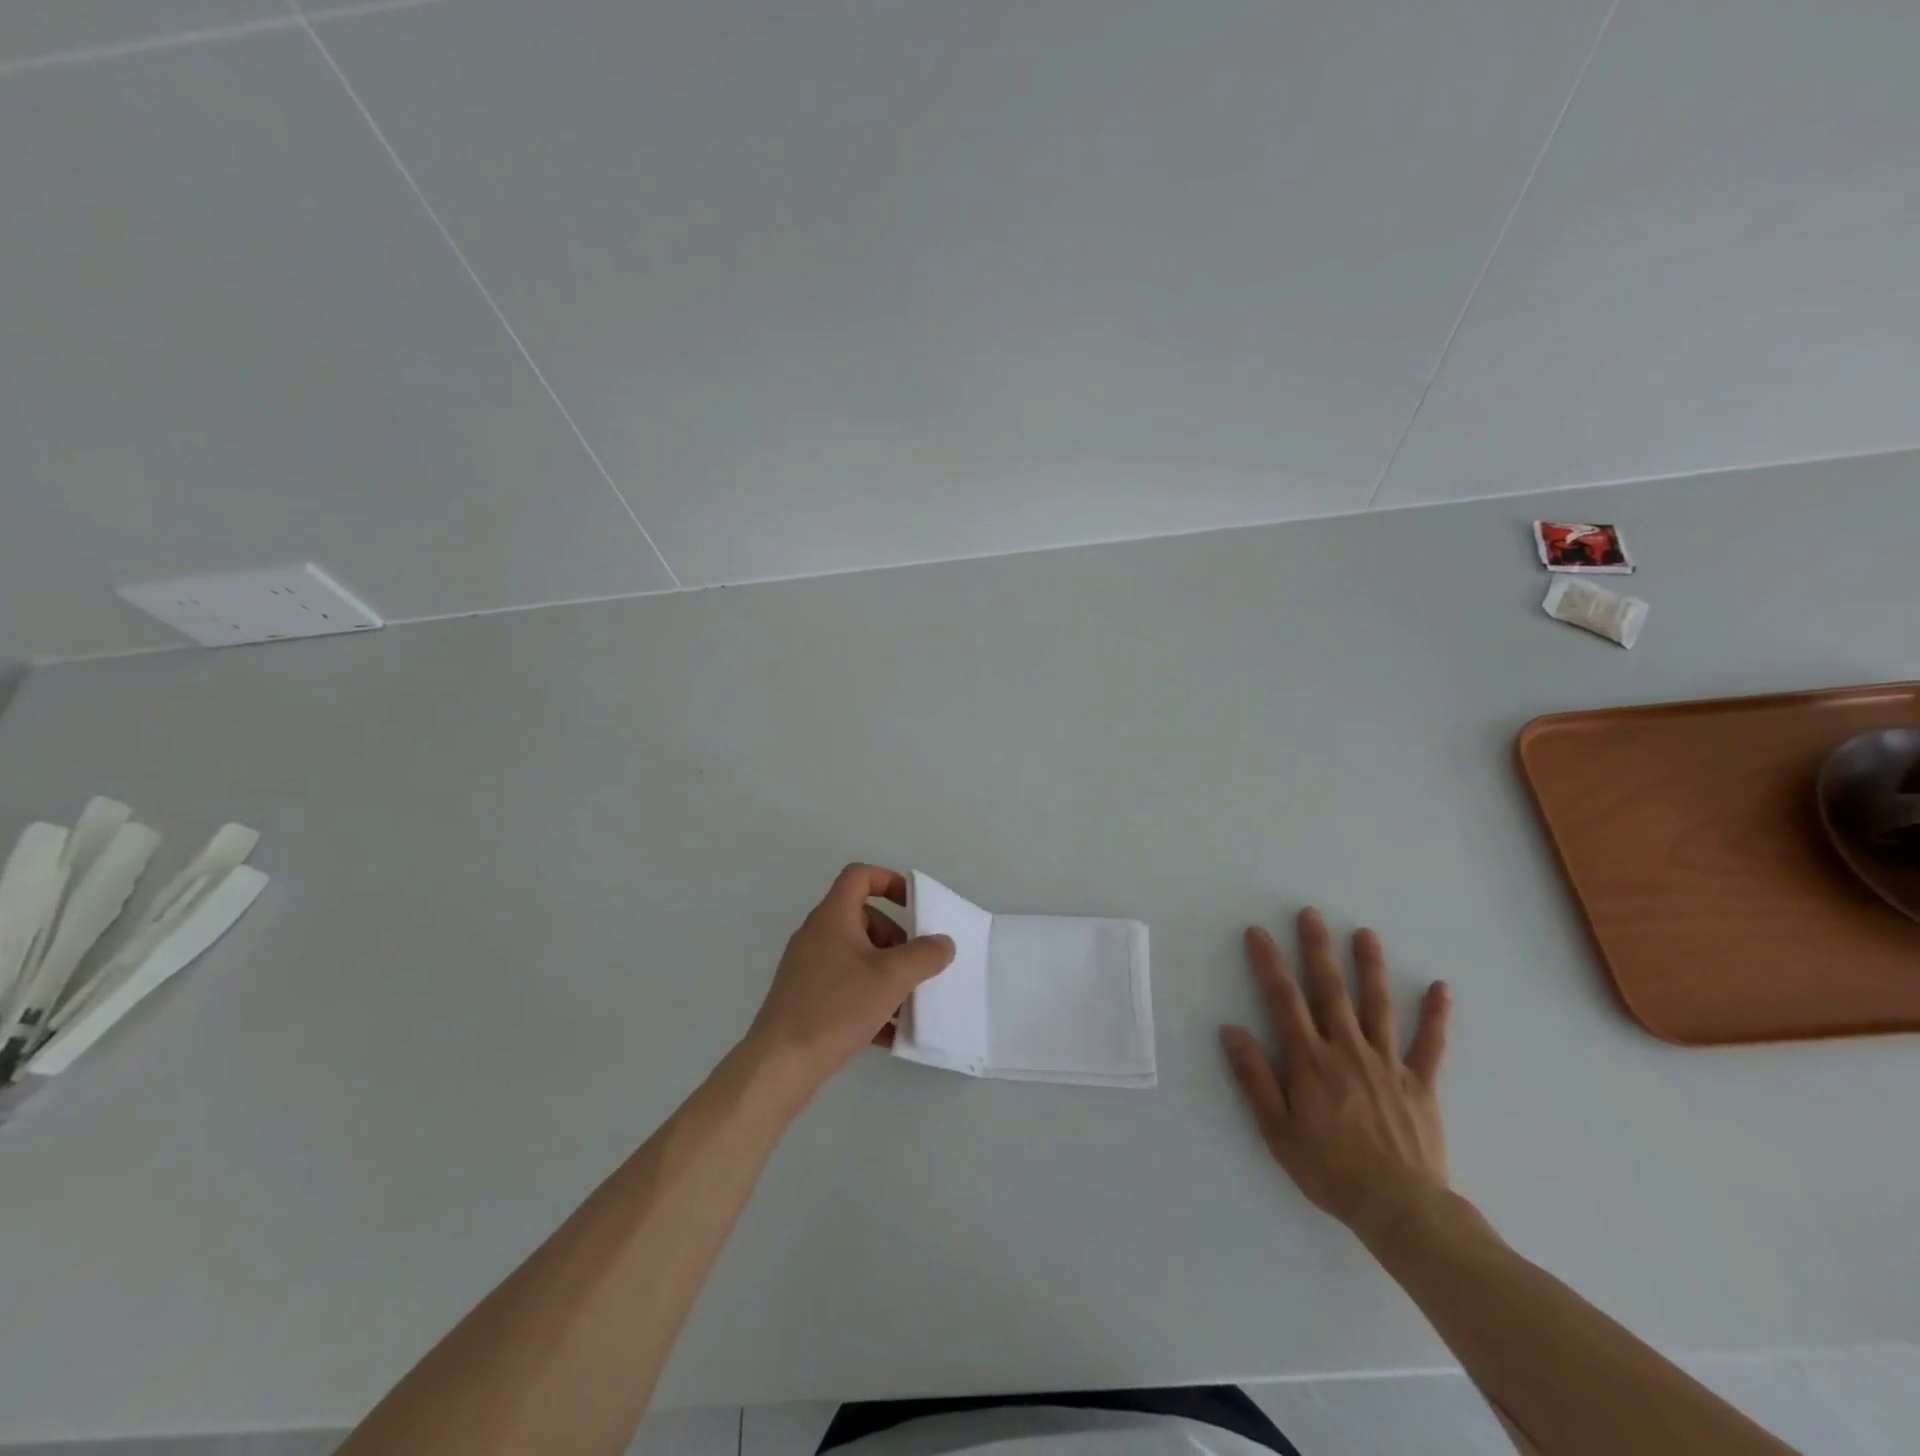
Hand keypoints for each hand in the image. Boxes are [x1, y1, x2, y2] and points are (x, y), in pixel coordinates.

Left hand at [744, 864, 954, 1102]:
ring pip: (856, 956)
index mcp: (833, 917)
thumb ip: (924, 955)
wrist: (781, 1063)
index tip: (914, 906)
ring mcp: (807, 968)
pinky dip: (869, 998)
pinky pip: (845, 986)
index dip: (890, 881)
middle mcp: (816, 935)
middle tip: (914, 966)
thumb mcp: (891, 978)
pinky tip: (888, 1031)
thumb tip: (943, 943)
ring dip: (885, 973)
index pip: (860, 876)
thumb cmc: (837, 1007)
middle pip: (863, 919)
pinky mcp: (804, 998)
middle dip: (895, 939)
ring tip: (907, 1003)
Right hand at [1220, 908, 1451, 1243]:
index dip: (1269, 964)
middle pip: (1330, 990)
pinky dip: (1436, 1016)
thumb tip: (1232, 1029)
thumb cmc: (1329, 1169)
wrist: (1400, 1210)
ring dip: (1370, 966)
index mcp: (1310, 1060)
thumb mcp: (1277, 1129)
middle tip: (1311, 914)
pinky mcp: (1419, 1083)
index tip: (1258, 933)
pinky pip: (1430, 1044)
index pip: (1284, 1000)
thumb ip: (1254, 1077)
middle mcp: (1347, 1050)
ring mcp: (1386, 1063)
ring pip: (1377, 1005)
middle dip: (1317, 949)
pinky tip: (1441, 988)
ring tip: (1365, 933)